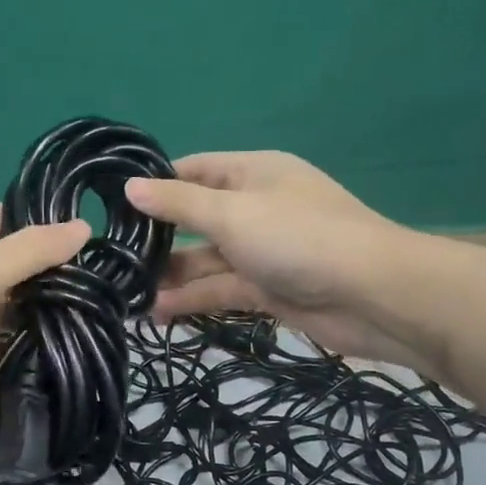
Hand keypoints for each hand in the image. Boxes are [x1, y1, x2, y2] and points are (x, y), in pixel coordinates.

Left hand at [0, 203, 89, 421]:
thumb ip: (34, 250)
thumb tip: (82, 226)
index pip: (6, 218)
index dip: (42, 229)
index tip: (84, 249)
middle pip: (0, 265)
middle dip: (37, 282)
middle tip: (86, 299)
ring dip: (19, 321)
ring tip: (69, 333)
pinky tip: (27, 364)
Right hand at [125, 151, 428, 367]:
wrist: (374, 296)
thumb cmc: (299, 238)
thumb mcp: (232, 213)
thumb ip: (179, 203)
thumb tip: (130, 186)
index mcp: (251, 174)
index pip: (193, 171)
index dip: (154, 185)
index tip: (112, 205)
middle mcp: (255, 208)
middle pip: (196, 219)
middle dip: (157, 239)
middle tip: (112, 259)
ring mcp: (262, 251)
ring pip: (206, 260)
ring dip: (171, 277)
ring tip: (127, 295)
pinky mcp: (268, 289)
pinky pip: (222, 290)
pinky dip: (193, 300)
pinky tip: (158, 313)